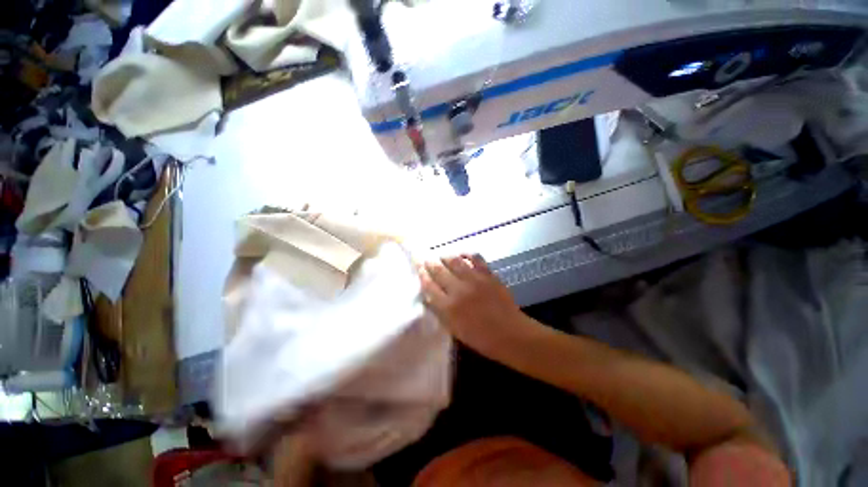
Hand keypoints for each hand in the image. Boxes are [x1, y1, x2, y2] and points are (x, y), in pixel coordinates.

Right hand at [419, 254, 526, 353]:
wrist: (510, 334)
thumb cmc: (480, 338)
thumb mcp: (454, 329)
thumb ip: (440, 310)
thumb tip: (430, 294)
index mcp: (448, 307)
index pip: (429, 286)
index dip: (422, 275)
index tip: (419, 268)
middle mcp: (459, 290)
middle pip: (439, 270)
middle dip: (430, 263)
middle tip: (426, 258)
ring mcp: (474, 280)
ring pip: (454, 261)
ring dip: (445, 256)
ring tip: (442, 256)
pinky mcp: (488, 274)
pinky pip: (475, 258)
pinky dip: (466, 253)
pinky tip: (462, 254)